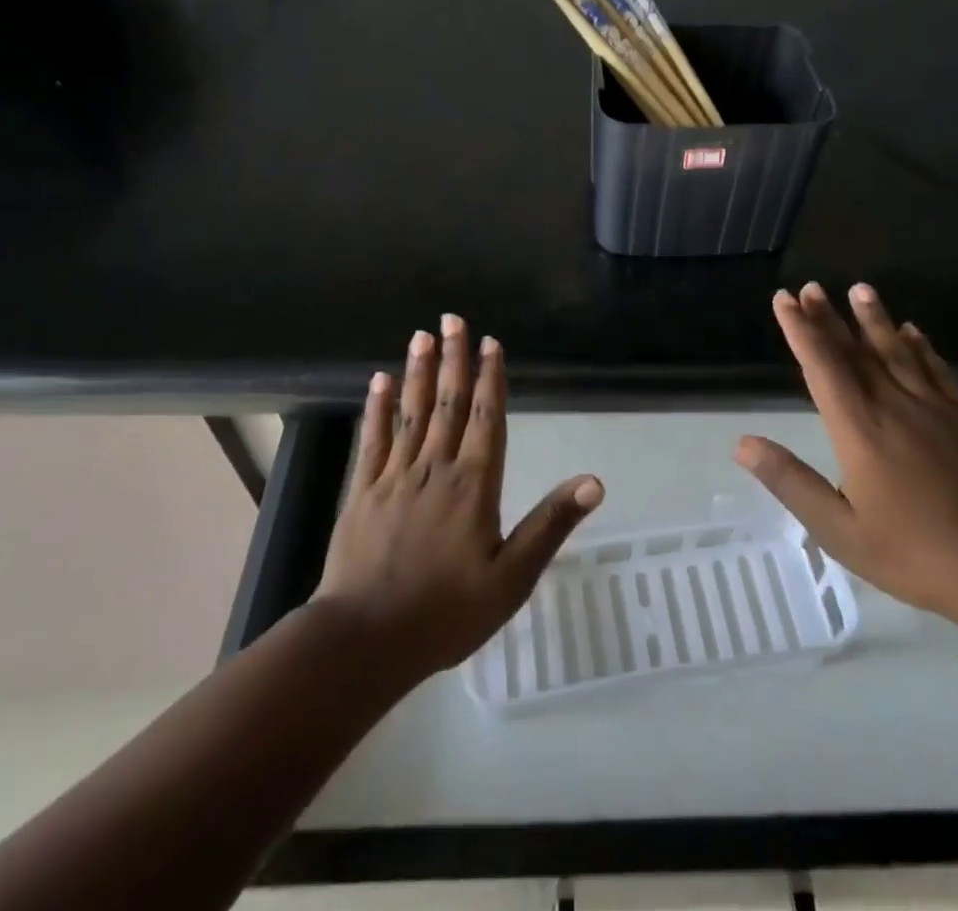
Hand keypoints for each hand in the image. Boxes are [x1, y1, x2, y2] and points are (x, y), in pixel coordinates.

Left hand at [315, 316, 602, 681]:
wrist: (365, 640)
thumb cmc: (446, 612)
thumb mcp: (512, 577)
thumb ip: (550, 524)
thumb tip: (593, 481)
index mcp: (474, 484)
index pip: (487, 418)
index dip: (490, 378)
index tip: (489, 342)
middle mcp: (436, 468)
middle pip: (448, 402)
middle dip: (453, 358)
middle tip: (452, 319)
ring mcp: (395, 476)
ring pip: (411, 412)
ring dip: (417, 371)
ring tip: (421, 336)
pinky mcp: (364, 492)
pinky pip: (373, 439)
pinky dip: (376, 408)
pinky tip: (378, 382)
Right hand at [737, 283, 957, 619]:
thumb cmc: (914, 554)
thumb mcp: (839, 529)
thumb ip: (790, 482)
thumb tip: (743, 444)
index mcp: (859, 429)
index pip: (822, 366)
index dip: (800, 330)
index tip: (784, 299)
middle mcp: (893, 405)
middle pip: (855, 351)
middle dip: (829, 317)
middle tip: (811, 287)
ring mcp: (933, 408)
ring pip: (897, 351)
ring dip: (874, 318)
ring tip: (860, 289)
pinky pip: (936, 370)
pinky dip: (921, 347)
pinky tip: (914, 332)